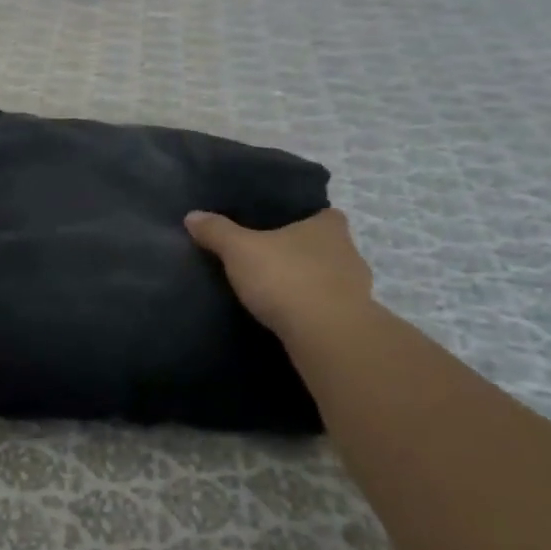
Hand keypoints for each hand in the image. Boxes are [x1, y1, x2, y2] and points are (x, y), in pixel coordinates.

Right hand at [185, 207, 377, 338]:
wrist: (327, 336)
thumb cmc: (286, 278)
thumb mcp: (240, 250)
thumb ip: (217, 232)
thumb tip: (192, 216)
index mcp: (329, 226)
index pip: (322, 213)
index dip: (304, 218)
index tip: (281, 227)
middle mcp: (350, 252)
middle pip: (326, 247)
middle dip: (303, 253)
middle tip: (271, 260)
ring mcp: (357, 290)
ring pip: (330, 280)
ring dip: (310, 286)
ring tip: (277, 293)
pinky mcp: (354, 322)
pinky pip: (329, 310)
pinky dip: (314, 313)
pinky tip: (291, 320)